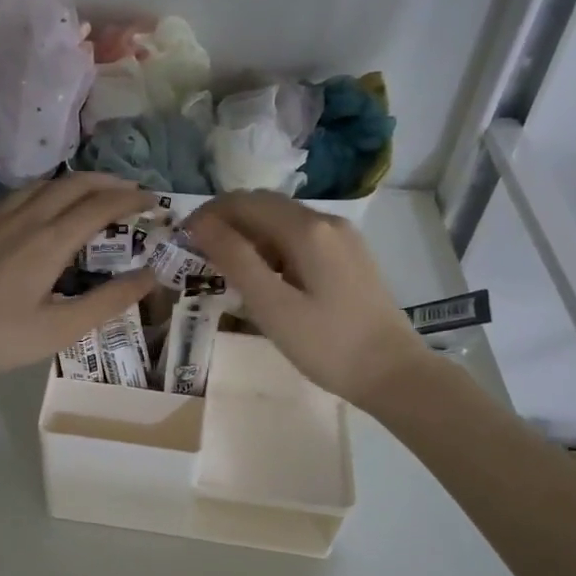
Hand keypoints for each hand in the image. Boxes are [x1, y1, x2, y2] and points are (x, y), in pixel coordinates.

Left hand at [0, 174, 155, 382]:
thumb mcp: (59, 329)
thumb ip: (107, 301)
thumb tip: (150, 276)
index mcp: (50, 240)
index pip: (101, 206)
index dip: (132, 200)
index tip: (155, 201)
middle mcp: (25, 217)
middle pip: (74, 184)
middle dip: (108, 183)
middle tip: (132, 192)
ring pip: (43, 185)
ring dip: (76, 183)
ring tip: (93, 194)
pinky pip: (18, 195)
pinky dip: (44, 192)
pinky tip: (40, 208)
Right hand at [182, 191, 429, 405]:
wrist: (393, 373)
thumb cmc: (327, 345)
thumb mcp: (272, 306)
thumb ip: (235, 259)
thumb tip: (200, 224)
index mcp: (308, 229)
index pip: (246, 202)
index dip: (209, 214)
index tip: (182, 239)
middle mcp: (327, 221)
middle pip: (265, 206)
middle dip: (227, 223)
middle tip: (198, 254)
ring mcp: (343, 238)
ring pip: (283, 222)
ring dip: (250, 236)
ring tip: (225, 270)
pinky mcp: (350, 257)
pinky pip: (301, 239)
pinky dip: (273, 249)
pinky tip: (264, 279)